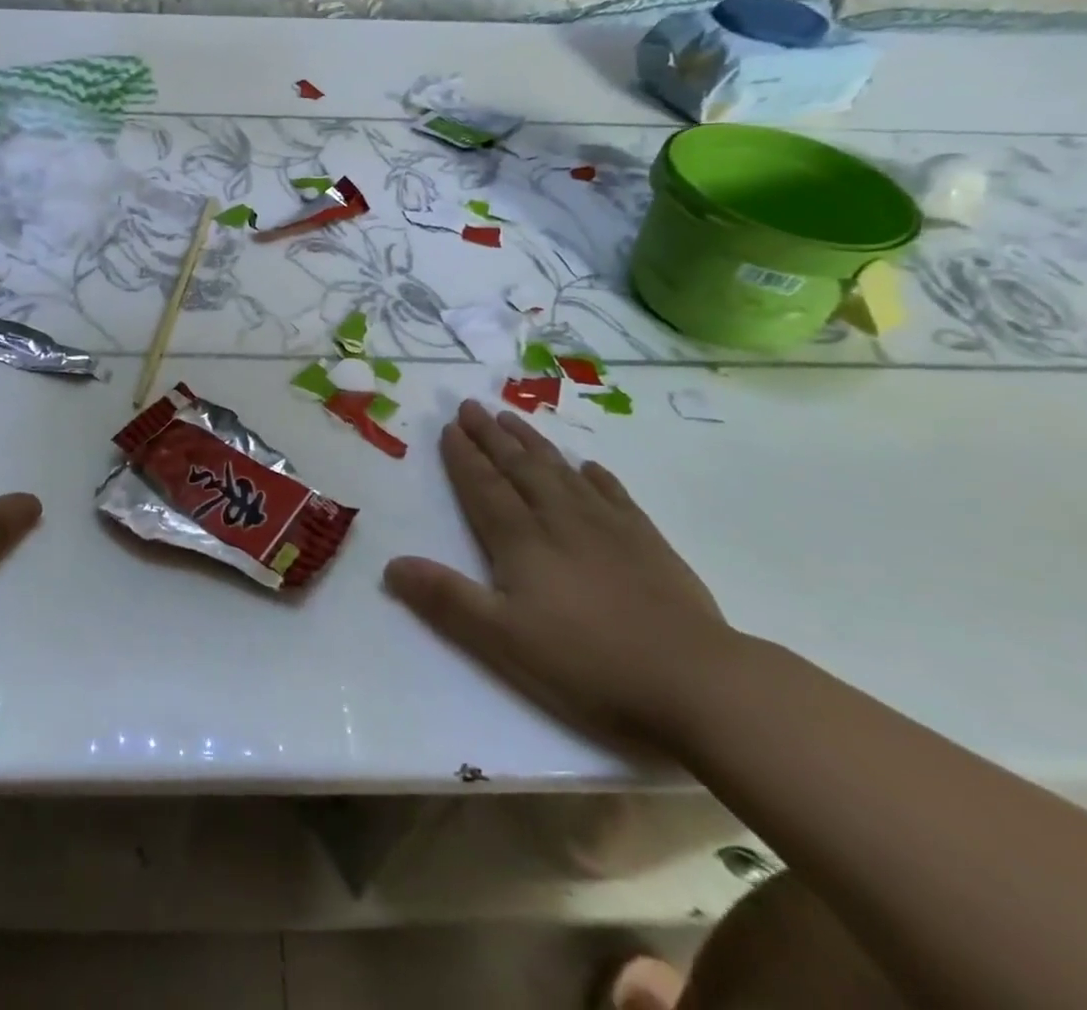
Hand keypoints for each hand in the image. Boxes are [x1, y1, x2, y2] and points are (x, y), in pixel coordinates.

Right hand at [384, 400, 733, 752]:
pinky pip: (614, 495)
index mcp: (522, 542)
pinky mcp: (647, 543)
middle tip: (473, 405)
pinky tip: (589, 466)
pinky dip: (596, 477)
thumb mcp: (502, 640)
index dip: (464, 458)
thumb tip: (391, 565)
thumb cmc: (588, 664)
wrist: (696, 681)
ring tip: (514, 419)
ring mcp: (608, 528)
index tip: (450, 426)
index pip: (484, 488)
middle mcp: (560, 521)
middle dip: (492, 437)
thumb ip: (446, 599)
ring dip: (534, 444)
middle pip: (519, 468)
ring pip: (561, 472)